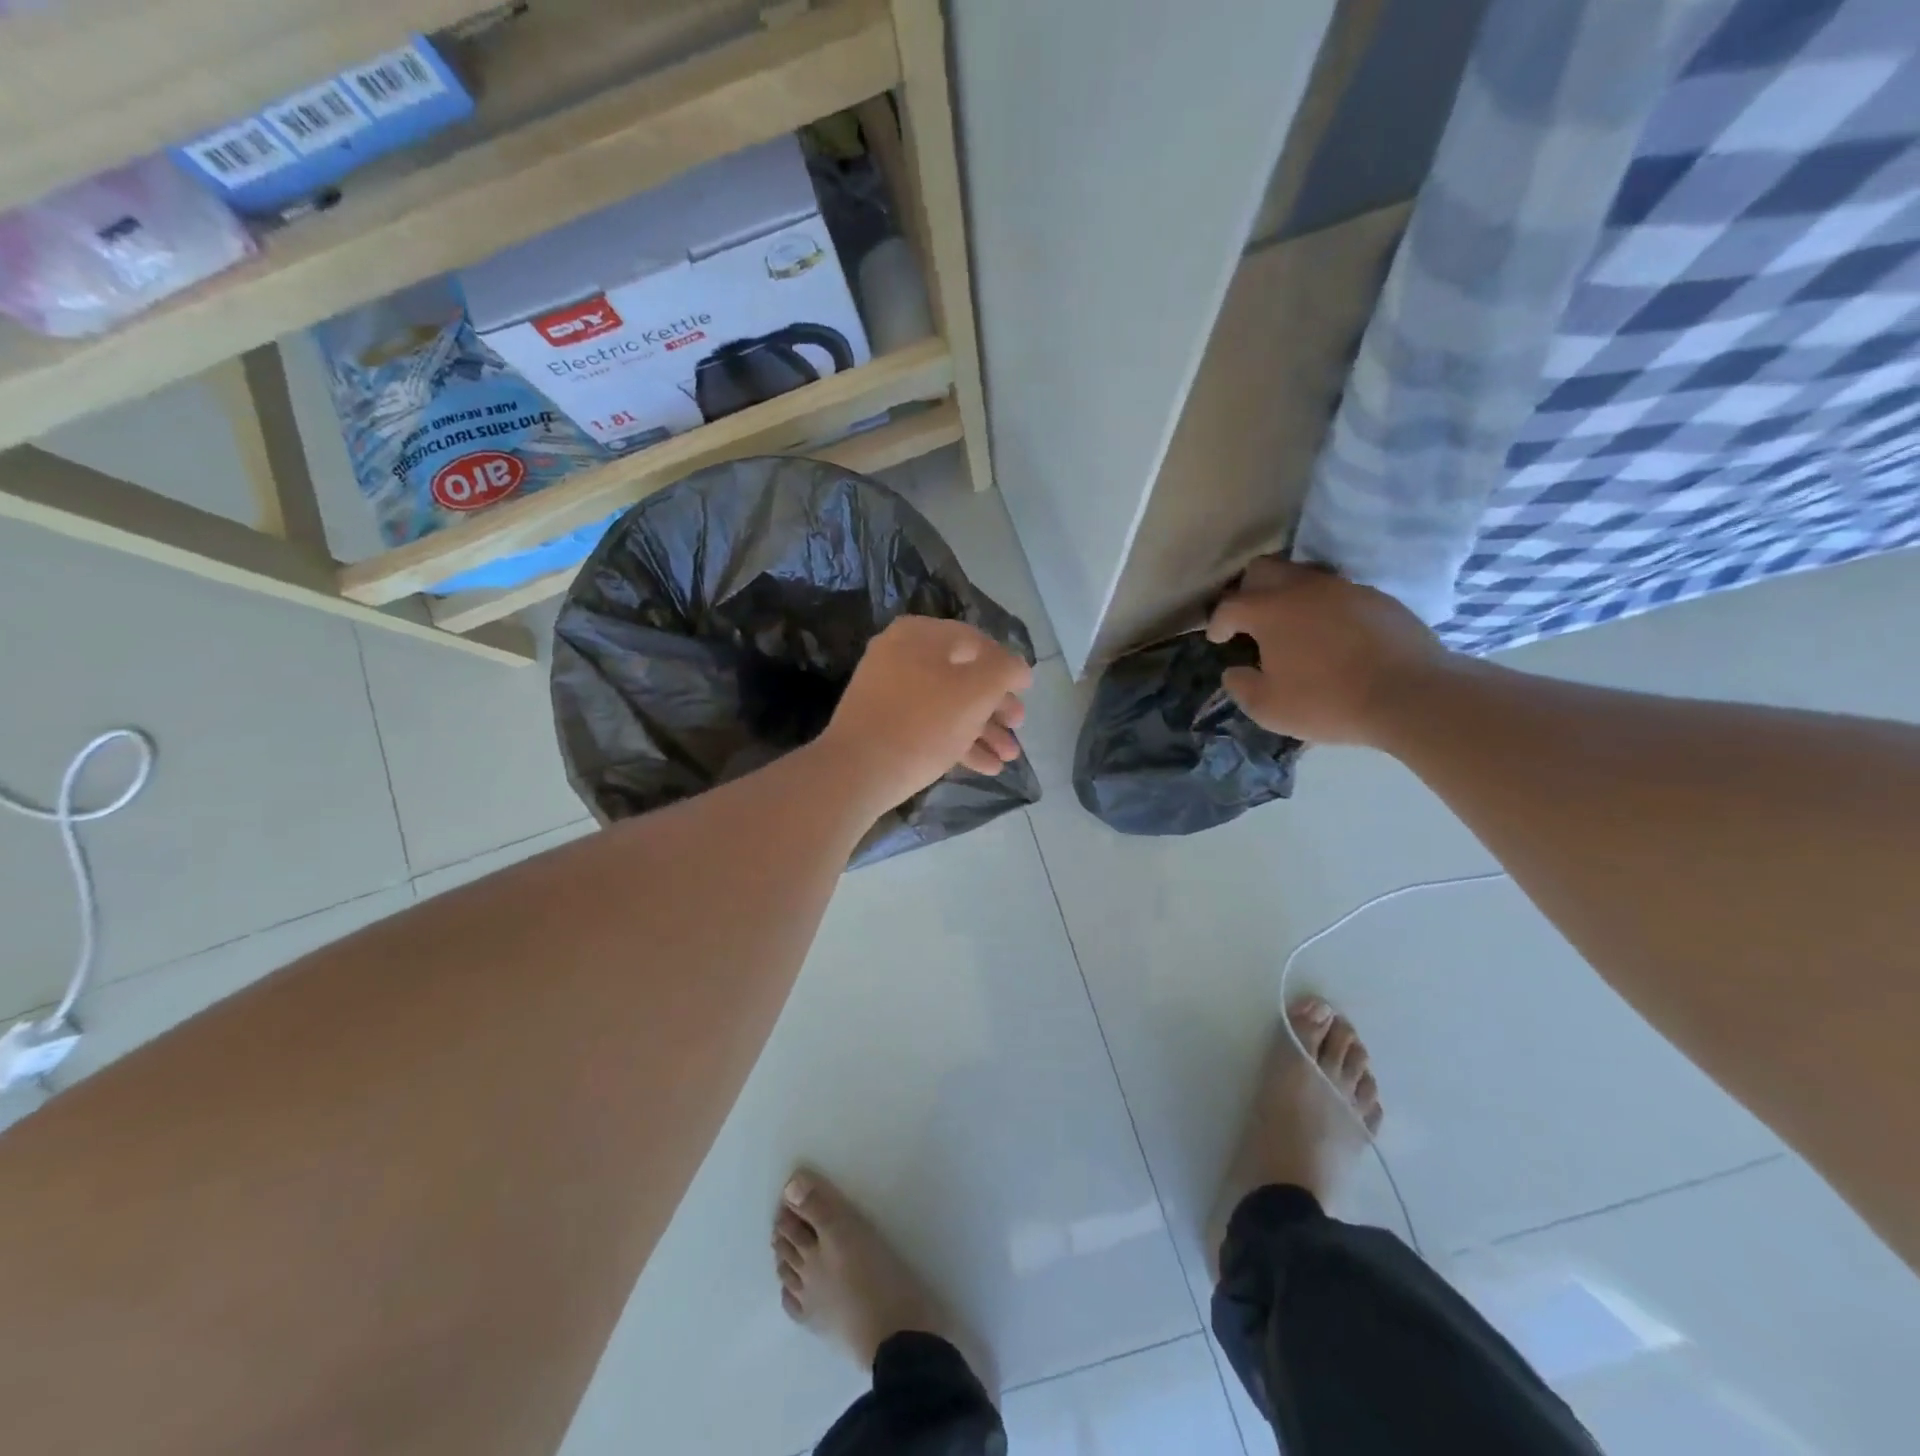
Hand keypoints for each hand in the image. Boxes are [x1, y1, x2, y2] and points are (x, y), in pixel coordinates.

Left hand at [819, 617, 1032, 808]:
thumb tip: (1019, 668)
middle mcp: (901, 654)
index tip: (1027, 691)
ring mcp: (889, 690)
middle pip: (962, 675)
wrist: (856, 771)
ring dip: (982, 730)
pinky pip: (928, 724)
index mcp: (921, 634)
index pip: (977, 642)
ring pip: (947, 704)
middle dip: (996, 705)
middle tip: (1018, 726)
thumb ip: (1005, 670)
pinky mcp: (883, 722)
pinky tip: (985, 767)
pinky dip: (957, 741)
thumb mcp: (976, 691)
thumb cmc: (922, 723)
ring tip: (1009, 757)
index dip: (1007, 666)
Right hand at [1206, 559, 1447, 746]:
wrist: (1410, 694)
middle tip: (1248, 619)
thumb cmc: (1327, 701)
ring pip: (1303, 576)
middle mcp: (1303, 588)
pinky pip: (1338, 593)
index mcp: (1270, 610)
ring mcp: (1344, 588)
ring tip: (1291, 626)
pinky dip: (1324, 608)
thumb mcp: (1268, 707)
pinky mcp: (1377, 598)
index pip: (1229, 606)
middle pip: (1263, 569)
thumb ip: (1241, 686)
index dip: (1217, 623)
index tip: (1217, 639)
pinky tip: (1331, 635)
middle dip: (1248, 591)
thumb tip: (1234, 671)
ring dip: (1288, 596)